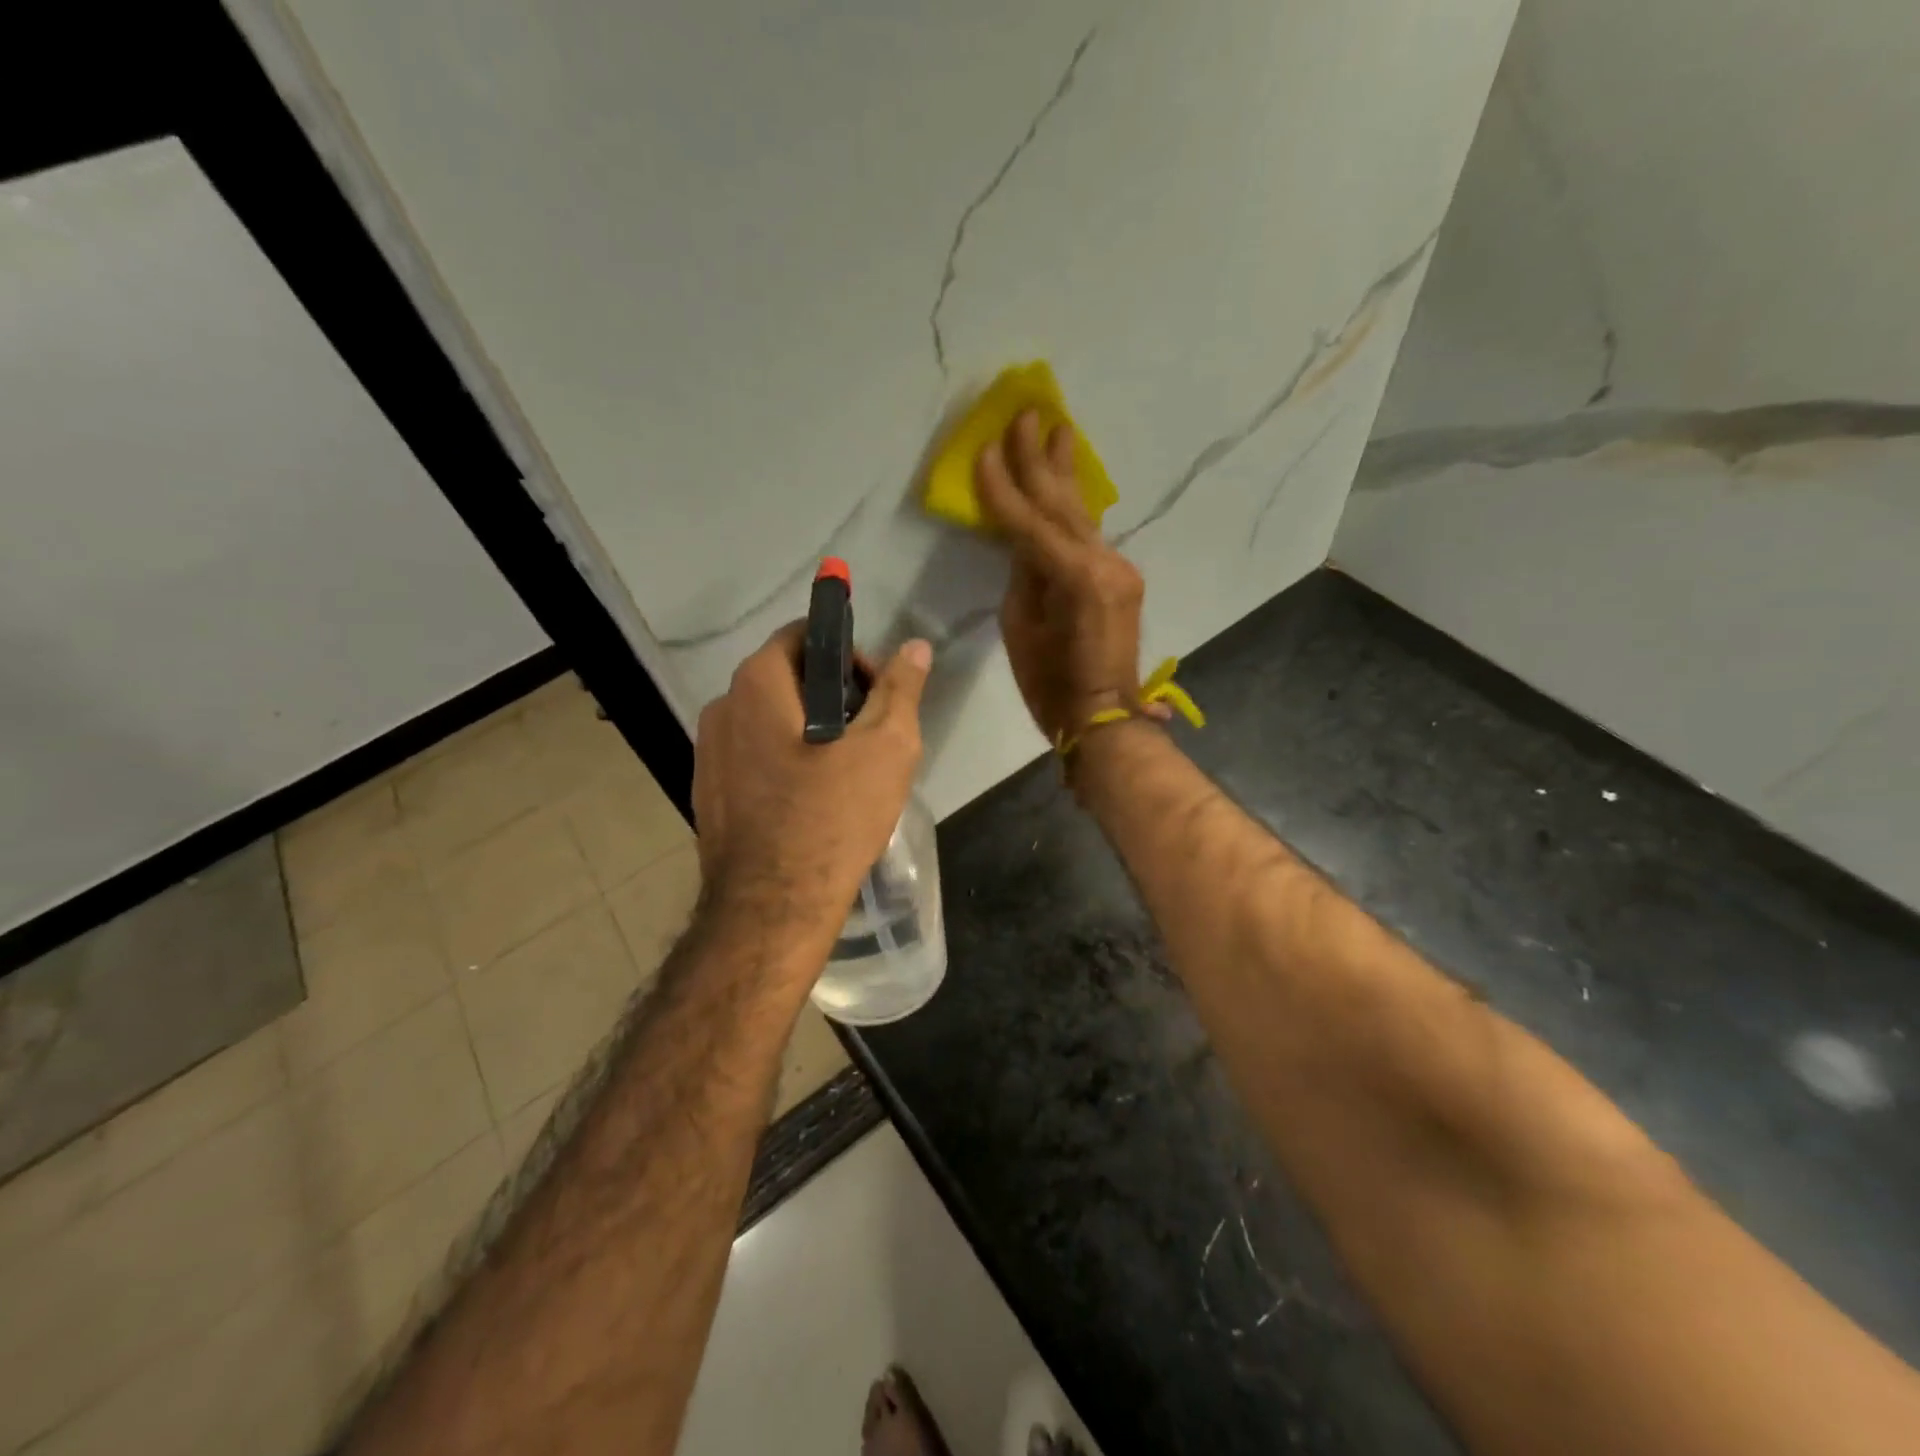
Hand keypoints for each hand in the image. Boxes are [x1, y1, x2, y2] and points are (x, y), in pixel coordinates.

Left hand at [692, 623, 931, 956]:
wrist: (774, 907)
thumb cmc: (834, 815)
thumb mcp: (887, 746)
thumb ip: (901, 688)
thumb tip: (914, 647)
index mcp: (757, 683)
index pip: (804, 636)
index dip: (849, 654)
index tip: (875, 694)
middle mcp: (722, 708)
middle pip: (787, 678)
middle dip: (833, 695)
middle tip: (869, 735)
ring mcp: (708, 753)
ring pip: (770, 721)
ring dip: (809, 731)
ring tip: (845, 772)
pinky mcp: (709, 793)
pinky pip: (754, 758)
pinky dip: (785, 762)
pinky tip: (812, 800)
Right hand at [975, 410, 1157, 744]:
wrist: (1104, 717)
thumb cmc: (1051, 686)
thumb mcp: (1021, 630)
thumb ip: (1022, 576)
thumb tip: (1023, 542)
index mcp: (1075, 579)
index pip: (1030, 523)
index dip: (1003, 488)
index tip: (983, 450)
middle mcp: (1104, 563)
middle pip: (1063, 505)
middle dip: (1041, 460)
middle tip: (1027, 414)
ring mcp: (1118, 569)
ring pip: (1081, 515)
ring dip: (1064, 474)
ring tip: (1059, 430)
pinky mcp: (1122, 579)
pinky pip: (1089, 535)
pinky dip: (1072, 510)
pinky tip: (1069, 485)